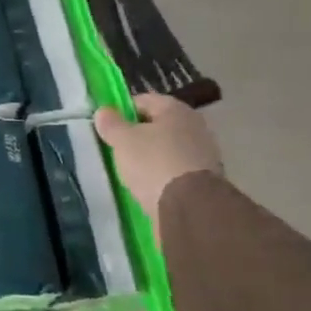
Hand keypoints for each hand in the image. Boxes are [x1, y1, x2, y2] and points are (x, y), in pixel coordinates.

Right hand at [94, 94, 221, 235]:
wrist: (191, 209)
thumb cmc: (153, 163)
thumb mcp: (122, 140)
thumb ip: (111, 123)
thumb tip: (104, 112)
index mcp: (176, 109)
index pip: (142, 101)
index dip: (122, 111)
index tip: (107, 127)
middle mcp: (195, 126)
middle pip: (158, 126)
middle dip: (138, 136)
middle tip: (118, 149)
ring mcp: (204, 154)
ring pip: (168, 149)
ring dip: (151, 157)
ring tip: (131, 171)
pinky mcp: (206, 180)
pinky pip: (176, 171)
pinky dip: (163, 176)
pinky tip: (149, 187)